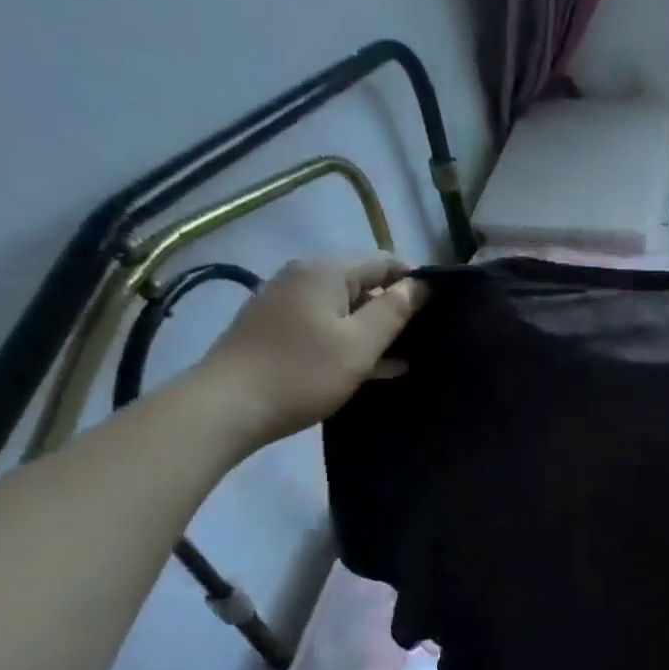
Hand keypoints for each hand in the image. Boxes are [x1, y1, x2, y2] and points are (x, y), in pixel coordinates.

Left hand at [193, 255, 424, 449]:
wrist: (227, 407)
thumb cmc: (303, 372)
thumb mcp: (360, 344)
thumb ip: (395, 311)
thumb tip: (421, 286)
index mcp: (325, 272)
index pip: (385, 262)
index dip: (415, 282)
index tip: (441, 310)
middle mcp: (302, 278)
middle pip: (363, 283)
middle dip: (394, 307)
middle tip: (426, 337)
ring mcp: (286, 303)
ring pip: (345, 308)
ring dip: (374, 329)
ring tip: (405, 355)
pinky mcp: (276, 329)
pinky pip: (325, 325)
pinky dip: (350, 340)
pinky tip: (374, 367)